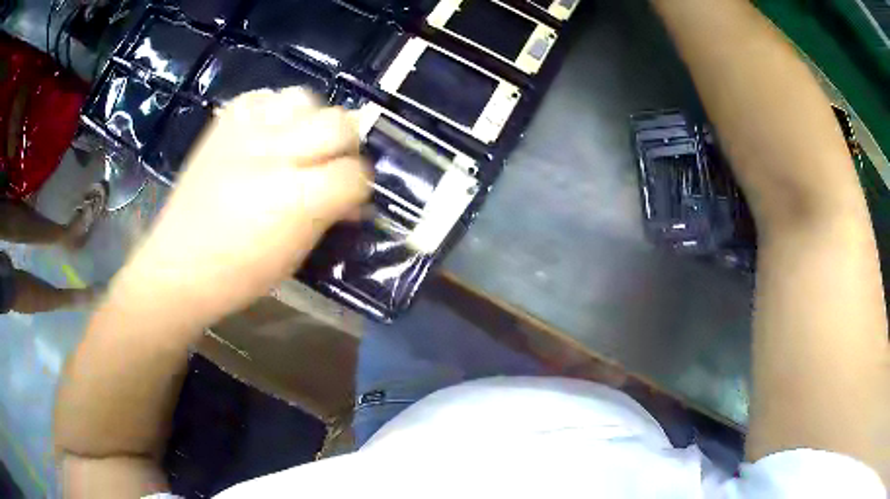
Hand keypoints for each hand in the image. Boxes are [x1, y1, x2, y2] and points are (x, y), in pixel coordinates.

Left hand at [115, 88, 369, 327]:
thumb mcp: (296, 253)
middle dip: (345, 145)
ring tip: (298, 142)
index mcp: (296, 198)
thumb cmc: (240, 273)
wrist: (179, 264)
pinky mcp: (224, 123)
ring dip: (310, 120)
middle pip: (338, 123)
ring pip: (304, 98)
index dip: (359, 186)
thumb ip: (329, 214)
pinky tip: (267, 133)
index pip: (355, 173)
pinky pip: (264, 96)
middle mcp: (275, 154)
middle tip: (331, 165)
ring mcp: (246, 132)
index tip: (350, 198)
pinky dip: (274, 111)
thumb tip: (354, 197)